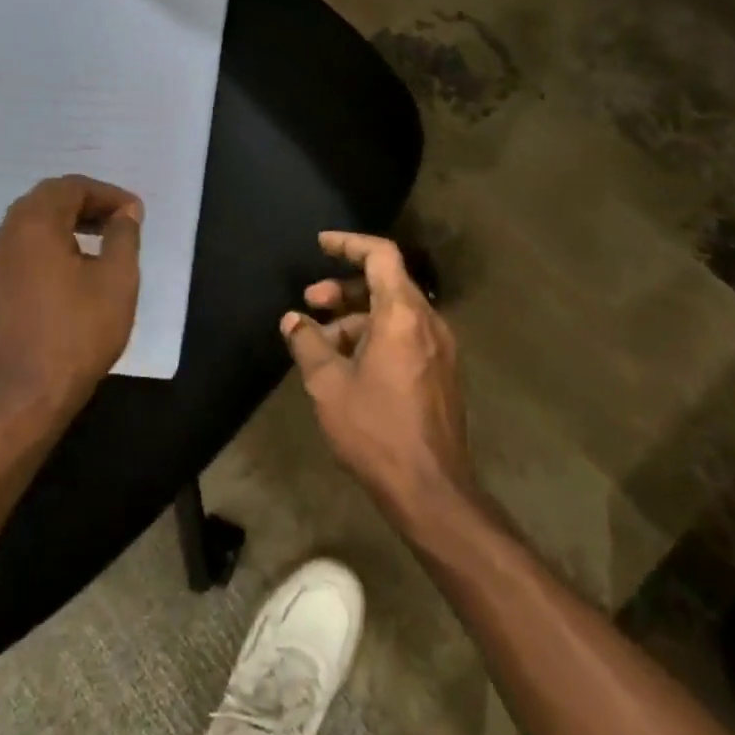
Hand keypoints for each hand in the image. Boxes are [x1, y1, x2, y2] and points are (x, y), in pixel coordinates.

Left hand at [0, 175, 142, 421]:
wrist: (30, 394)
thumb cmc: (79, 331)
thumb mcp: (117, 279)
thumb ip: (123, 235)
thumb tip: (125, 212)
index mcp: (34, 225)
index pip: (71, 187)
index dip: (107, 194)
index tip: (135, 213)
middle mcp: (7, 233)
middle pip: (48, 198)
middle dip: (86, 202)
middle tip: (119, 220)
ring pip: (32, 221)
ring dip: (67, 220)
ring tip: (101, 240)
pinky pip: (22, 244)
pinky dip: (49, 241)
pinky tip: (74, 265)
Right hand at [281, 232, 476, 524]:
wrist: (431, 490)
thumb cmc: (376, 430)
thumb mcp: (328, 385)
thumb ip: (308, 343)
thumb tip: (293, 320)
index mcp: (403, 314)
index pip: (380, 255)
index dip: (349, 244)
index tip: (321, 245)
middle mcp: (428, 322)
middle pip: (385, 283)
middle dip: (344, 288)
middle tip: (310, 304)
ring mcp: (439, 348)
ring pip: (394, 313)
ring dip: (356, 318)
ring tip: (321, 344)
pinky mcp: (441, 372)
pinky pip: (405, 336)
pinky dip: (374, 336)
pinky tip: (347, 365)